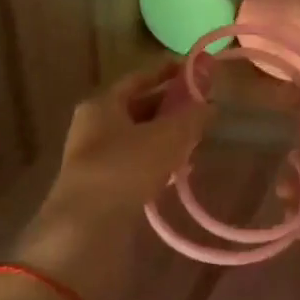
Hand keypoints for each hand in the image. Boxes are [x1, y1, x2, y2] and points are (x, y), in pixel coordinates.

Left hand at [17, 60, 210, 299]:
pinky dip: (158, 163)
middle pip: (138, 109)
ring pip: (138, 139)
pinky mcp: (104, 189)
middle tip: (203, 108)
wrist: (87, 230)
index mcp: (102, 104)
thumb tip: (211, 106)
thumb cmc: (125, 169)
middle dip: (171, 108)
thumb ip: (192, 118)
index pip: (138, 78)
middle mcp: (94, 127)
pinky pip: (136, 166)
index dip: (167, 72)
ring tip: (198, 140)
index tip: (194, 70)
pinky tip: (180, 172)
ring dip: (166, 138)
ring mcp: (96, 160)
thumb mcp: (167, 137)